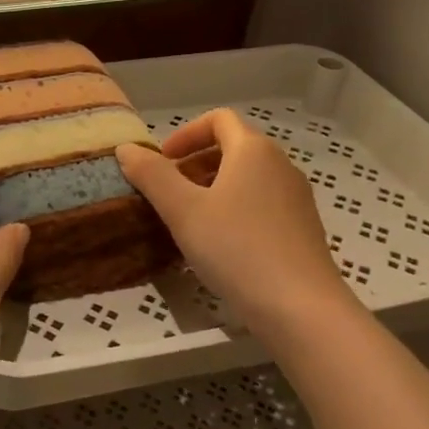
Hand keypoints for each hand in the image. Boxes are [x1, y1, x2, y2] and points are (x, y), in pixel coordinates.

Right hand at [116, 109, 357, 339]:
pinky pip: (261, 203)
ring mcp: (296, 198)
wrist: (301, 309)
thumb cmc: (236, 248)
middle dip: (195, 163)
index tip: (162, 161)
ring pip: (247, 178)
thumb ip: (151, 175)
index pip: (218, 119)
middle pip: (233, 147)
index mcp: (253, 151)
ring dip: (212, 188)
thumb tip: (126, 148)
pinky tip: (218, 245)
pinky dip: (234, 209)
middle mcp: (280, 165)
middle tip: (167, 192)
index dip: (185, 133)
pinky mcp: (302, 229)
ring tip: (187, 220)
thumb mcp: (182, 210)